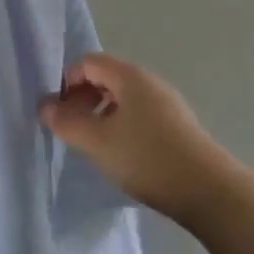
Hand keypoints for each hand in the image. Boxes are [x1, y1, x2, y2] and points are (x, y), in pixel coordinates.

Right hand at [39, 53, 235, 224]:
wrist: (209, 192)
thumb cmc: (147, 158)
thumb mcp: (98, 142)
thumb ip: (66, 122)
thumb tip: (44, 106)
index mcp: (129, 76)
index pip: (89, 62)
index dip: (67, 82)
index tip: (59, 113)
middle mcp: (149, 82)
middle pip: (106, 78)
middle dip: (83, 99)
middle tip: (72, 129)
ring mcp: (167, 104)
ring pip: (124, 99)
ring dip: (101, 114)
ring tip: (94, 145)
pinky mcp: (178, 127)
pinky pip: (140, 115)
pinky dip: (122, 126)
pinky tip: (122, 155)